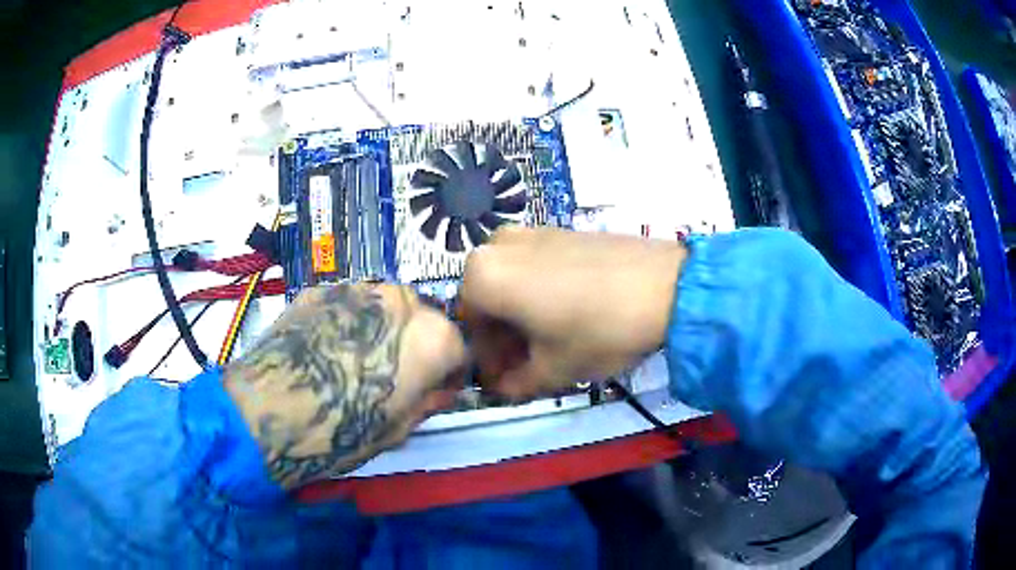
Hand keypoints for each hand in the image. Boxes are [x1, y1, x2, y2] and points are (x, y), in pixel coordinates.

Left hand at [223, 284, 465, 488]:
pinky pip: (348, 304)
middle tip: (394, 375)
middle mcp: (400, 300)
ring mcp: (357, 288)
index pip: (460, 348)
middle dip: (417, 345)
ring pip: (385, 307)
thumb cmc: (340, 431)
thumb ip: (427, 401)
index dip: (450, 373)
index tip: (435, 391)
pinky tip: (325, 349)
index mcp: (431, 336)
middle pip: (423, 319)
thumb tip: (439, 390)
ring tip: (356, 359)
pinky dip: (348, 322)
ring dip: (383, 329)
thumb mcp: (397, 429)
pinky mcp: (320, 288)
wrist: (267, 411)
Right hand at [461, 227, 686, 399]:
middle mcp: (497, 244)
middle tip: (528, 364)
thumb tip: (502, 388)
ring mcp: (531, 231)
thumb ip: (515, 384)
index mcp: (483, 276)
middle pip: (489, 301)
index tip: (507, 381)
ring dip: (521, 314)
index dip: (488, 360)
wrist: (666, 285)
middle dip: (504, 337)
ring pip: (511, 282)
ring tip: (550, 340)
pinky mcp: (560, 228)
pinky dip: (539, 291)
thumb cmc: (599, 330)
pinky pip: (534, 265)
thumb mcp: (553, 369)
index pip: (470, 327)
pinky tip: (568, 312)